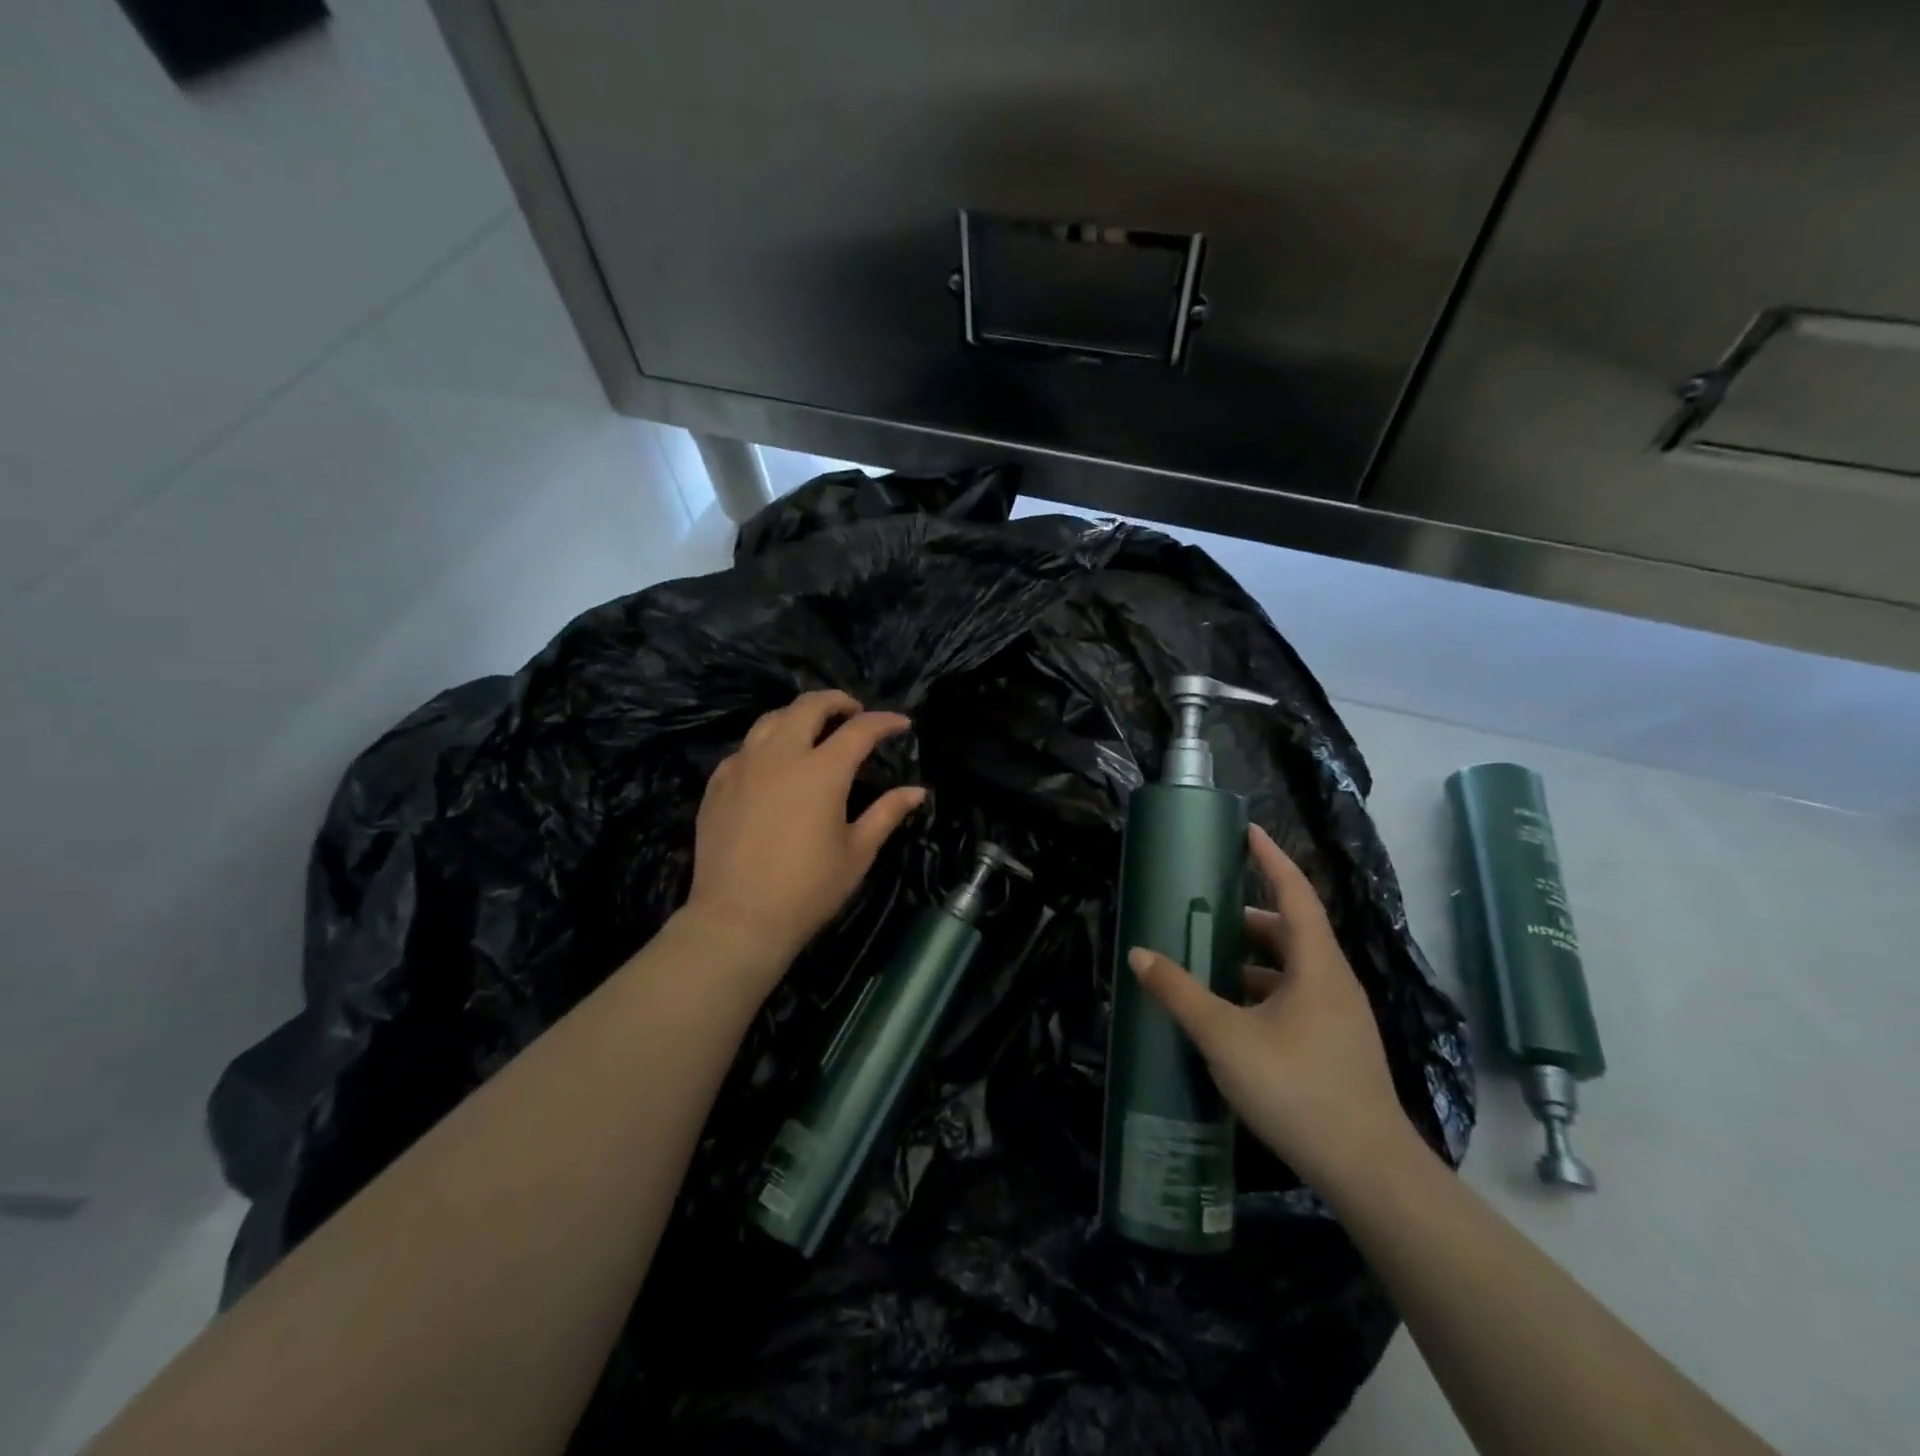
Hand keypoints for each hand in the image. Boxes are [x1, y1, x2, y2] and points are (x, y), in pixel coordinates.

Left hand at [682, 689, 926, 984]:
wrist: (738, 919)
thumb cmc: (808, 889)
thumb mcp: (857, 853)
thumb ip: (887, 813)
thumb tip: (917, 791)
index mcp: (822, 771)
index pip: (860, 730)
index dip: (885, 721)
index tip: (901, 724)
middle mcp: (781, 756)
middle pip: (809, 706)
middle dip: (838, 701)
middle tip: (855, 713)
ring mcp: (743, 766)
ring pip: (771, 719)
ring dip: (798, 716)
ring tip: (813, 730)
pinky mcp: (718, 783)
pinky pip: (745, 748)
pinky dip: (767, 744)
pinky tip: (773, 764)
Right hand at [1127, 824, 1415, 1188]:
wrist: (1370, 1172)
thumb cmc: (1297, 1088)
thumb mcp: (1225, 1037)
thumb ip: (1180, 993)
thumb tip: (1139, 954)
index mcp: (1316, 965)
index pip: (1295, 893)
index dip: (1271, 858)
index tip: (1247, 831)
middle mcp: (1334, 982)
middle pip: (1292, 932)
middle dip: (1249, 919)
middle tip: (1205, 918)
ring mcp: (1340, 1017)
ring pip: (1293, 970)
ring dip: (1253, 962)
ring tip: (1209, 968)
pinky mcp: (1337, 1047)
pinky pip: (1296, 1000)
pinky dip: (1263, 993)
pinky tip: (1233, 1018)